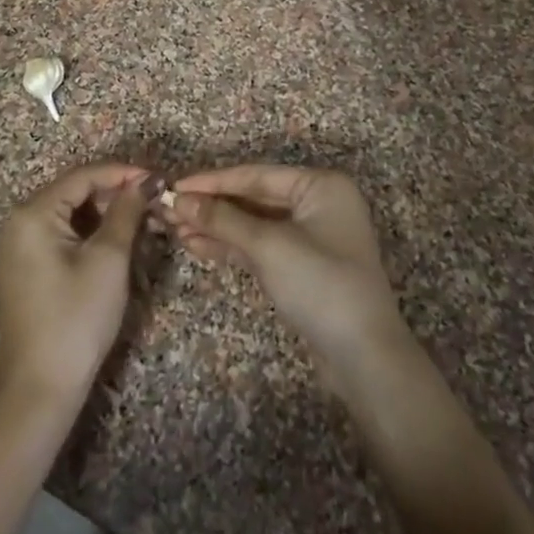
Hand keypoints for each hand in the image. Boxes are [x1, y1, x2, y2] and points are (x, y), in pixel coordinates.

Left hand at [0, 164, 150, 418]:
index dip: (124, 173)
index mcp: (33, 213)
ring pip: (73, 215)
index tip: (160, 179)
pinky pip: (64, 236)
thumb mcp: (108, 259)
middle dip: (118, 194)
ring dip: (109, 215)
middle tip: (157, 202)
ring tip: (146, 221)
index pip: (84, 176)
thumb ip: (127, 211)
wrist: (39, 392)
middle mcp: (20, 222)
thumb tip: (147, 180)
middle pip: (76, 192)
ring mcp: (21, 247)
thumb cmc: (76, 319)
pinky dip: (93, 235)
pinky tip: (121, 242)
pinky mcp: (29, 269)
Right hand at [166, 167, 405, 372]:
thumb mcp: (269, 247)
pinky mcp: (303, 265)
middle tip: (169, 211)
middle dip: (213, 206)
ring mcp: (312, 235)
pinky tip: (198, 247)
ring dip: (218, 227)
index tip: (175, 187)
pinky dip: (232, 246)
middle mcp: (318, 203)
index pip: (256, 175)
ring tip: (176, 231)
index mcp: (321, 185)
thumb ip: (222, 220)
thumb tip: (178, 199)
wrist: (364, 358)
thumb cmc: (321, 286)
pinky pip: (262, 245)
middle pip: (255, 197)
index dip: (213, 181)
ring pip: (255, 223)